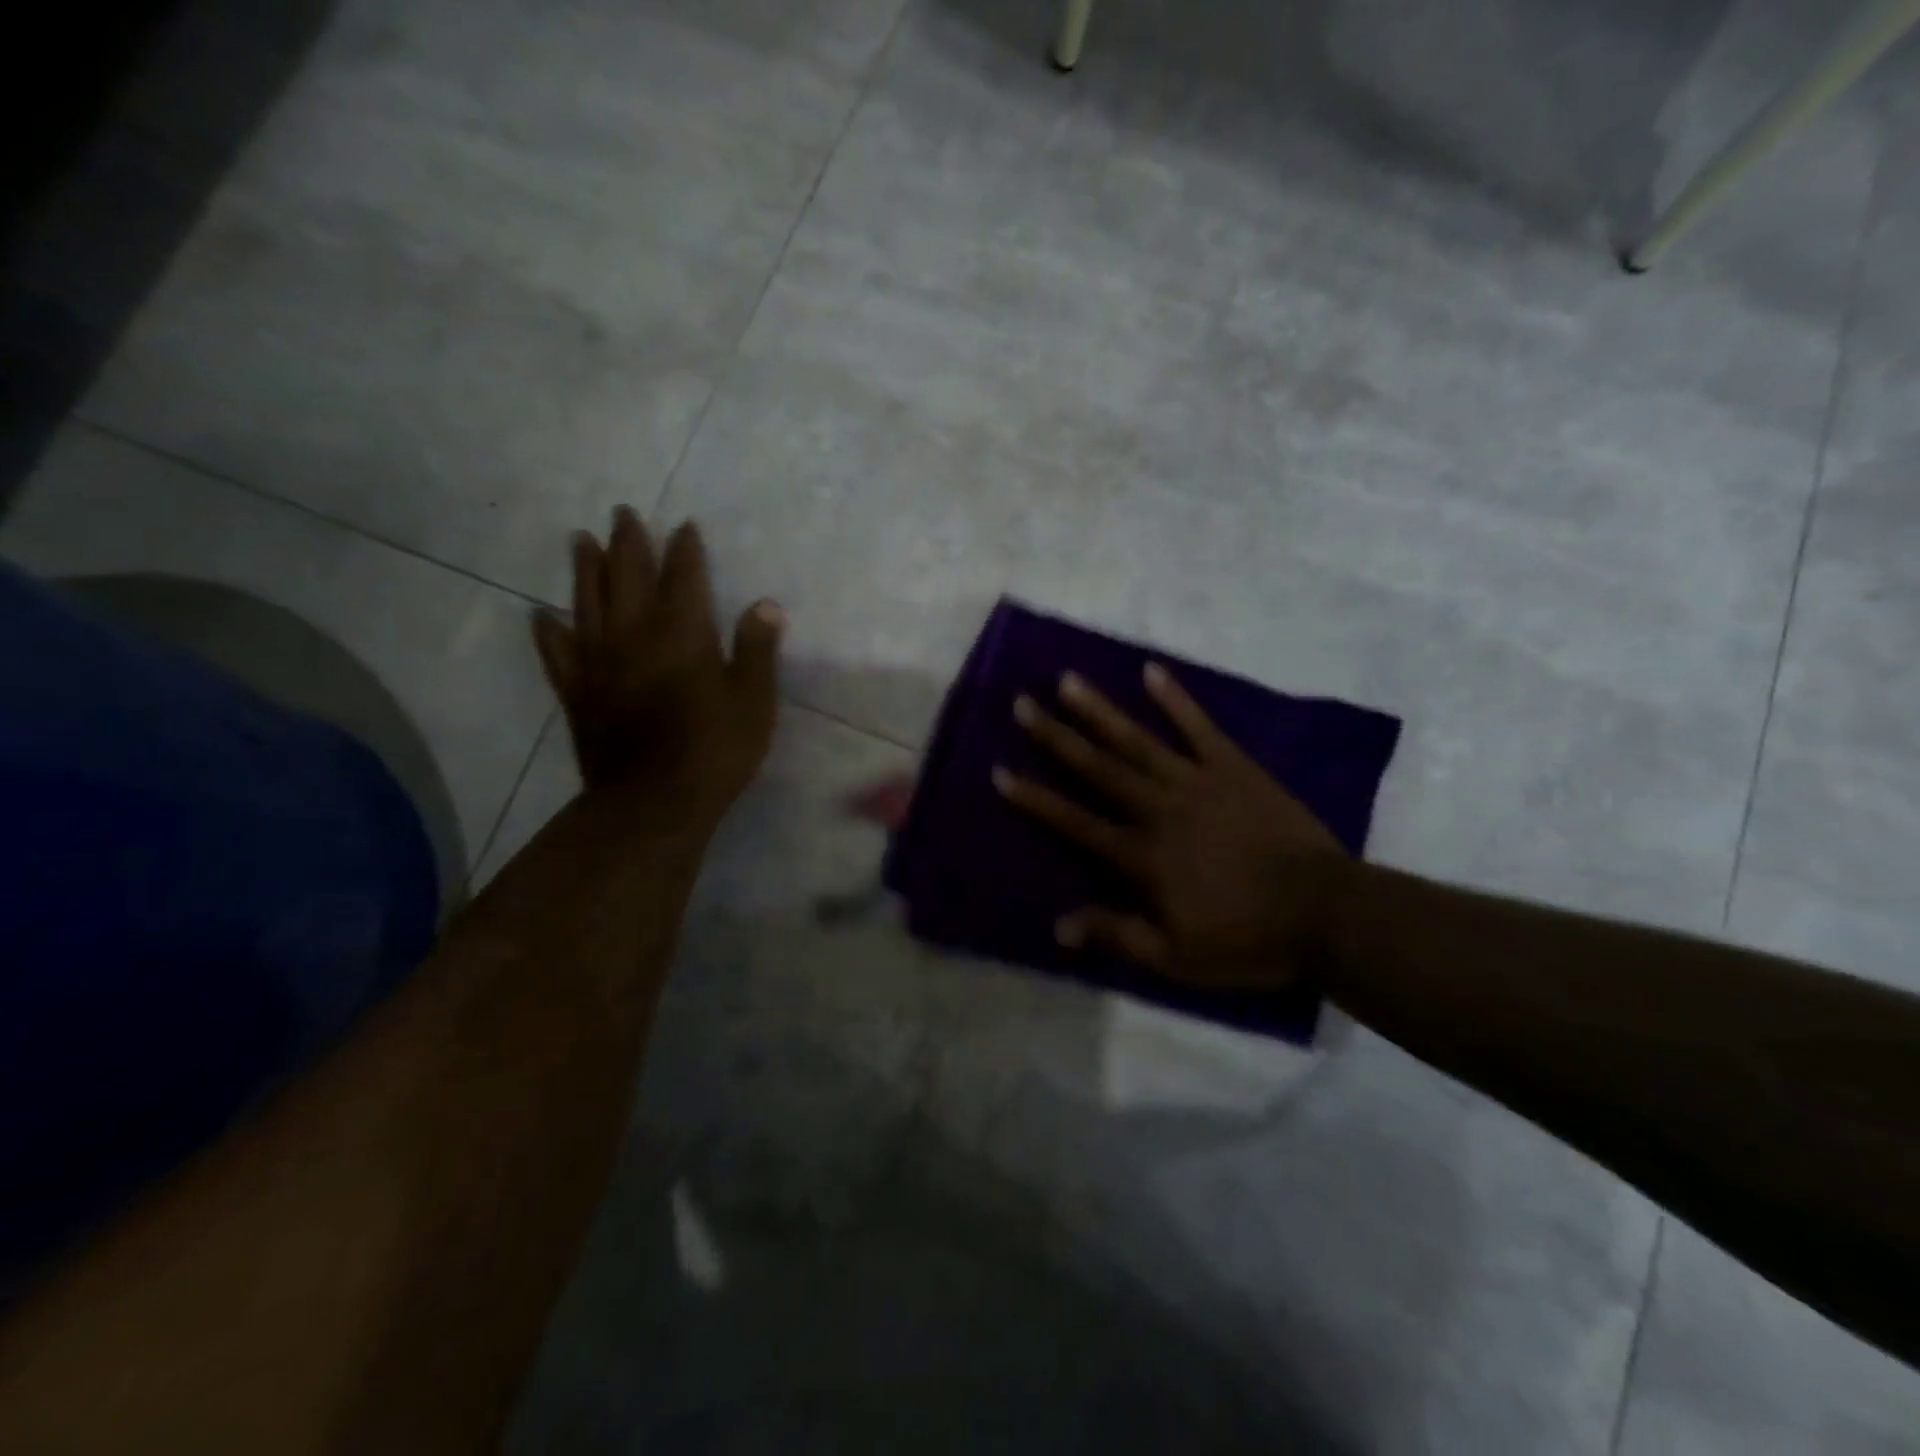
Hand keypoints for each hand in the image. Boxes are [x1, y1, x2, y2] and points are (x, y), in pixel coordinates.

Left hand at [533, 508, 783, 831]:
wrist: (654, 802)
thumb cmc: (715, 750)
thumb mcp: (754, 701)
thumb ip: (757, 649)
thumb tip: (767, 604)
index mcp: (683, 634)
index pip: (684, 577)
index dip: (685, 550)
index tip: (684, 526)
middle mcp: (635, 635)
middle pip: (628, 577)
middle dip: (629, 542)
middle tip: (623, 513)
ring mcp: (599, 662)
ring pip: (587, 601)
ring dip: (585, 568)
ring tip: (580, 539)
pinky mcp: (578, 692)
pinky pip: (557, 651)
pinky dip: (549, 630)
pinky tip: (542, 615)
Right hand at [996, 663, 1345, 989]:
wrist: (1325, 912)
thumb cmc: (1247, 938)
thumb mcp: (1176, 958)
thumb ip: (1117, 935)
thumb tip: (1058, 925)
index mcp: (1142, 855)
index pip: (1076, 822)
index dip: (1036, 799)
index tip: (1001, 772)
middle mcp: (1159, 808)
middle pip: (1098, 768)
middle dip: (1056, 737)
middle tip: (1022, 704)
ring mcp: (1197, 782)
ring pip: (1138, 740)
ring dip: (1100, 710)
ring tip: (1067, 680)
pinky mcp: (1234, 767)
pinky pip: (1199, 727)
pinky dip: (1176, 699)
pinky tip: (1150, 671)